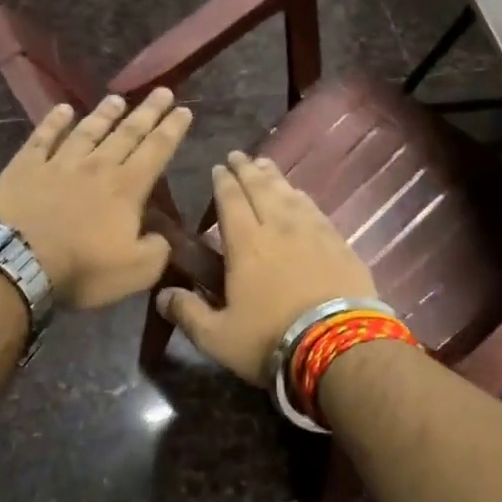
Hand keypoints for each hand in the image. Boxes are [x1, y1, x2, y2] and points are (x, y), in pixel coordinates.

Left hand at [0, 90, 192, 310]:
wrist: (15, 263)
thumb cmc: (81, 268)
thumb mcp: (136, 271)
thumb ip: (157, 250)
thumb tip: (162, 237)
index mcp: (127, 188)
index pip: (156, 151)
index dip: (172, 130)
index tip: (185, 110)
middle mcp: (97, 166)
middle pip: (127, 133)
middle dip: (148, 112)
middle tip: (162, 91)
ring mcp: (58, 163)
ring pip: (88, 131)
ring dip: (104, 114)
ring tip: (117, 99)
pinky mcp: (24, 167)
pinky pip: (42, 138)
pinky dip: (54, 122)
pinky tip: (62, 109)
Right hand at [157, 150, 375, 384]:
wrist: (340, 346)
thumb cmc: (271, 340)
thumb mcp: (218, 337)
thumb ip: (188, 313)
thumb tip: (161, 295)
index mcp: (246, 244)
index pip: (230, 201)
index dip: (223, 182)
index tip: (218, 168)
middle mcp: (279, 227)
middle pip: (261, 188)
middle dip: (246, 170)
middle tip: (238, 156)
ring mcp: (313, 232)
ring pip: (289, 194)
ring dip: (274, 177)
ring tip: (265, 166)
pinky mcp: (339, 243)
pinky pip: (315, 209)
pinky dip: (302, 196)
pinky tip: (300, 194)